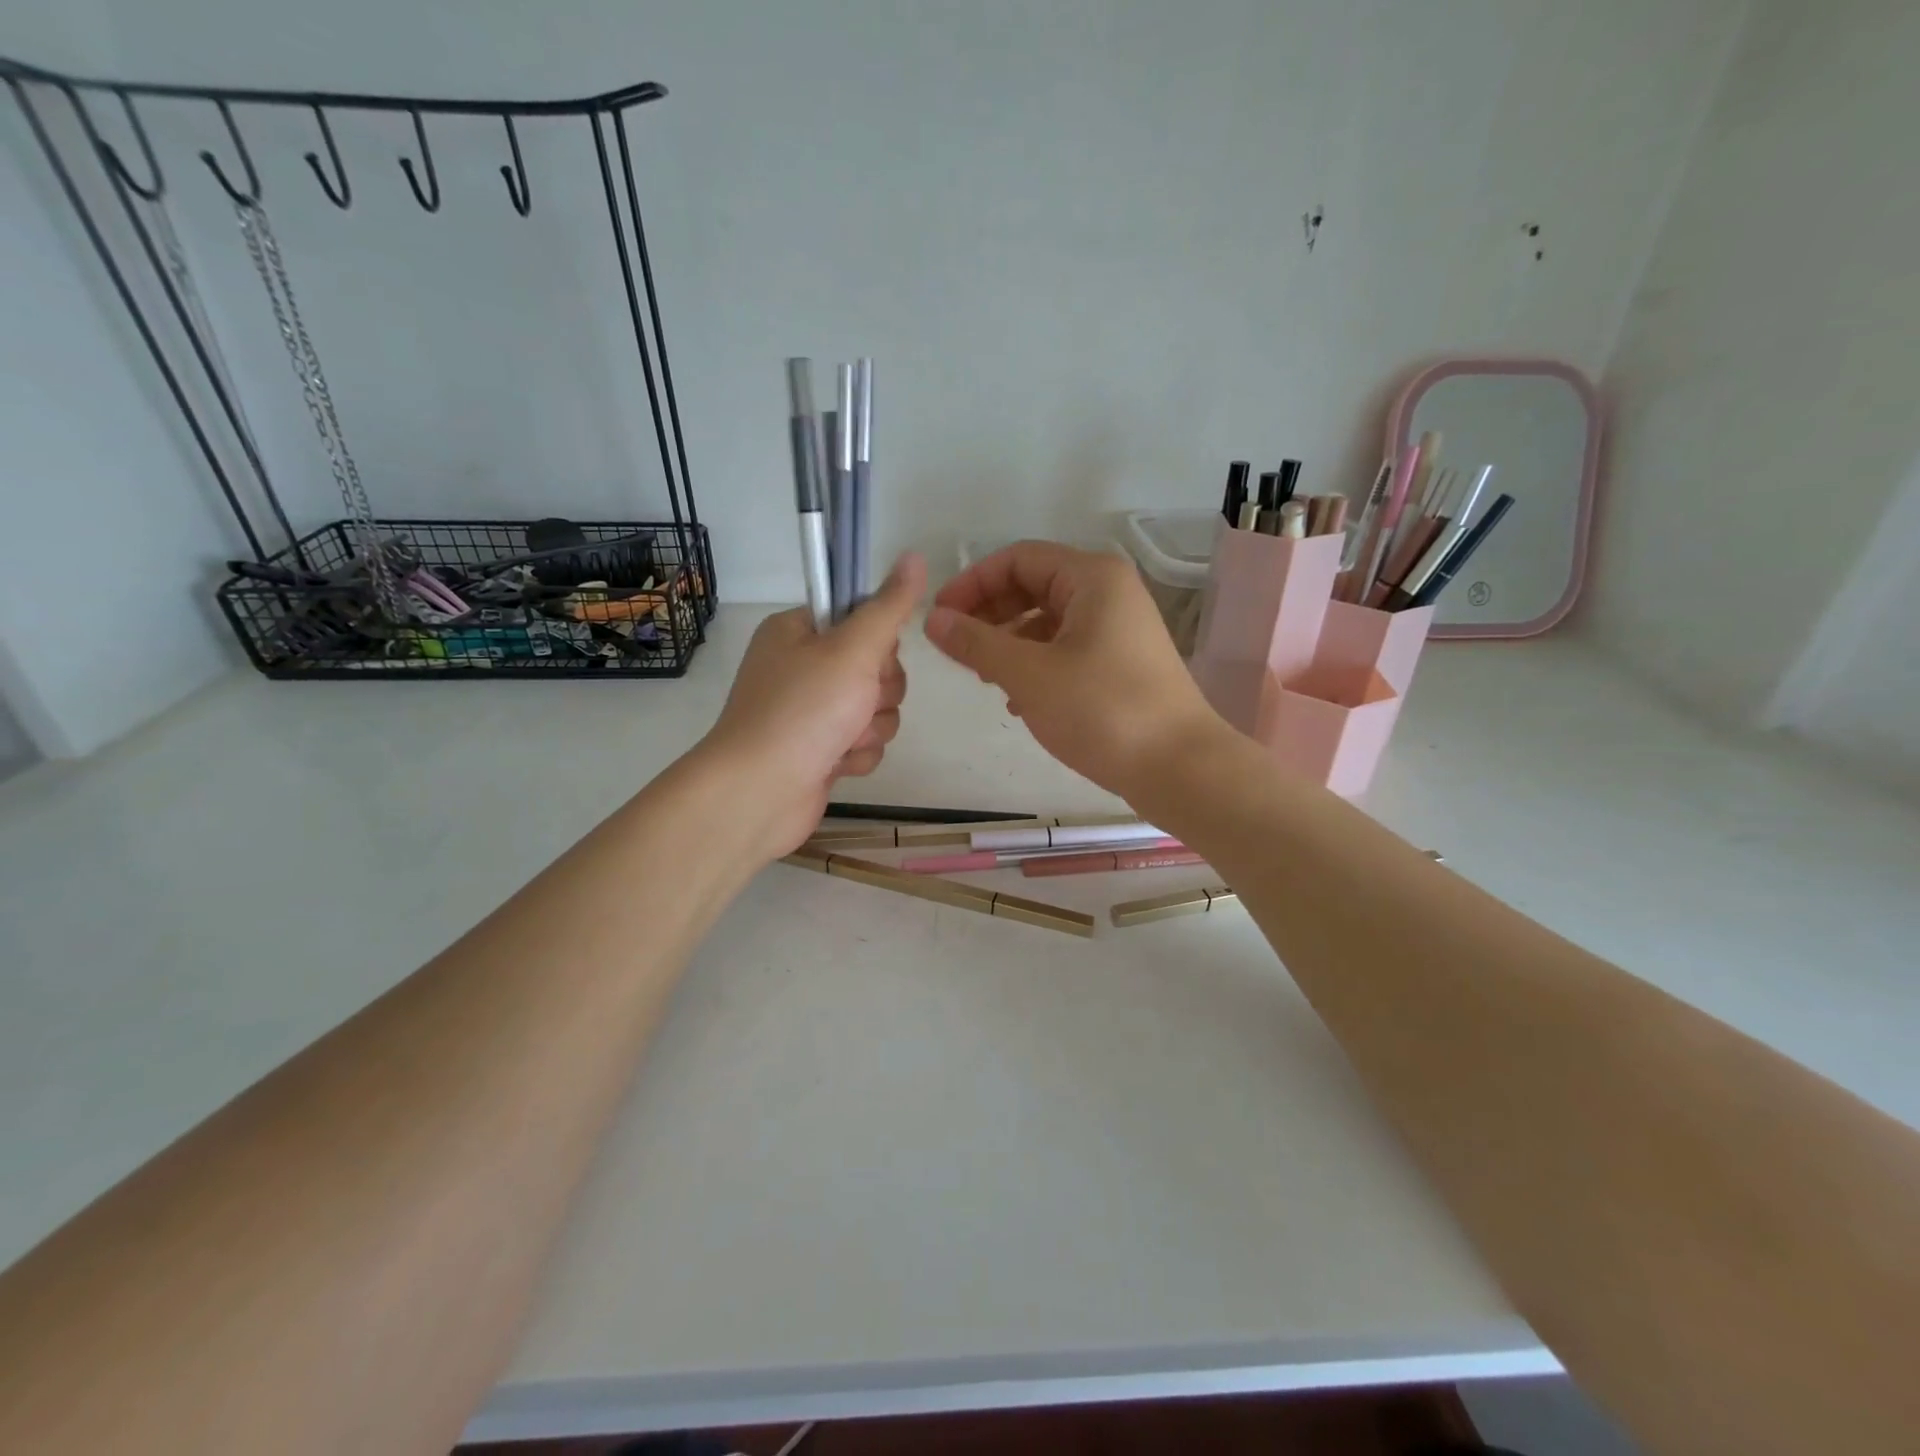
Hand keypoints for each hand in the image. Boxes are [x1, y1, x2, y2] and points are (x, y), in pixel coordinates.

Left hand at [699, 554, 925, 860]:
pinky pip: (862, 741)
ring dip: (870, 726)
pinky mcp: (820, 750)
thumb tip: (914, 556)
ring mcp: (810, 711)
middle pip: (876, 666)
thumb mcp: (852, 649)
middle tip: (856, 701)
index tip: (870, 657)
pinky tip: (837, 763)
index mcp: (798, 631)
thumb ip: (888, 607)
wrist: (759, 793)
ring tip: (843, 739)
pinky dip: (857, 753)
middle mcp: (802, 666)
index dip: (876, 640)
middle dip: (878, 691)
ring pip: (875, 708)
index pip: (860, 616)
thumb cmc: (803, 711)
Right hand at [923, 541, 1222, 798]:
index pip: (1017, 559)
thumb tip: (933, 619)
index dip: (972, 583)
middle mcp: (1108, 593)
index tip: (939, 619)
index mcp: (1091, 577)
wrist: (1179, 768)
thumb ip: (977, 643)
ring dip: (1008, 642)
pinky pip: (1065, 648)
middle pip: (1032, 586)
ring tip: (983, 676)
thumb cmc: (1103, 711)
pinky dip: (1035, 664)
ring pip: (1047, 621)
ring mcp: (1118, 629)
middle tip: (956, 649)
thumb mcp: (1029, 675)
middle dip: (989, 613)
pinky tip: (1016, 699)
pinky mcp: (1120, 663)